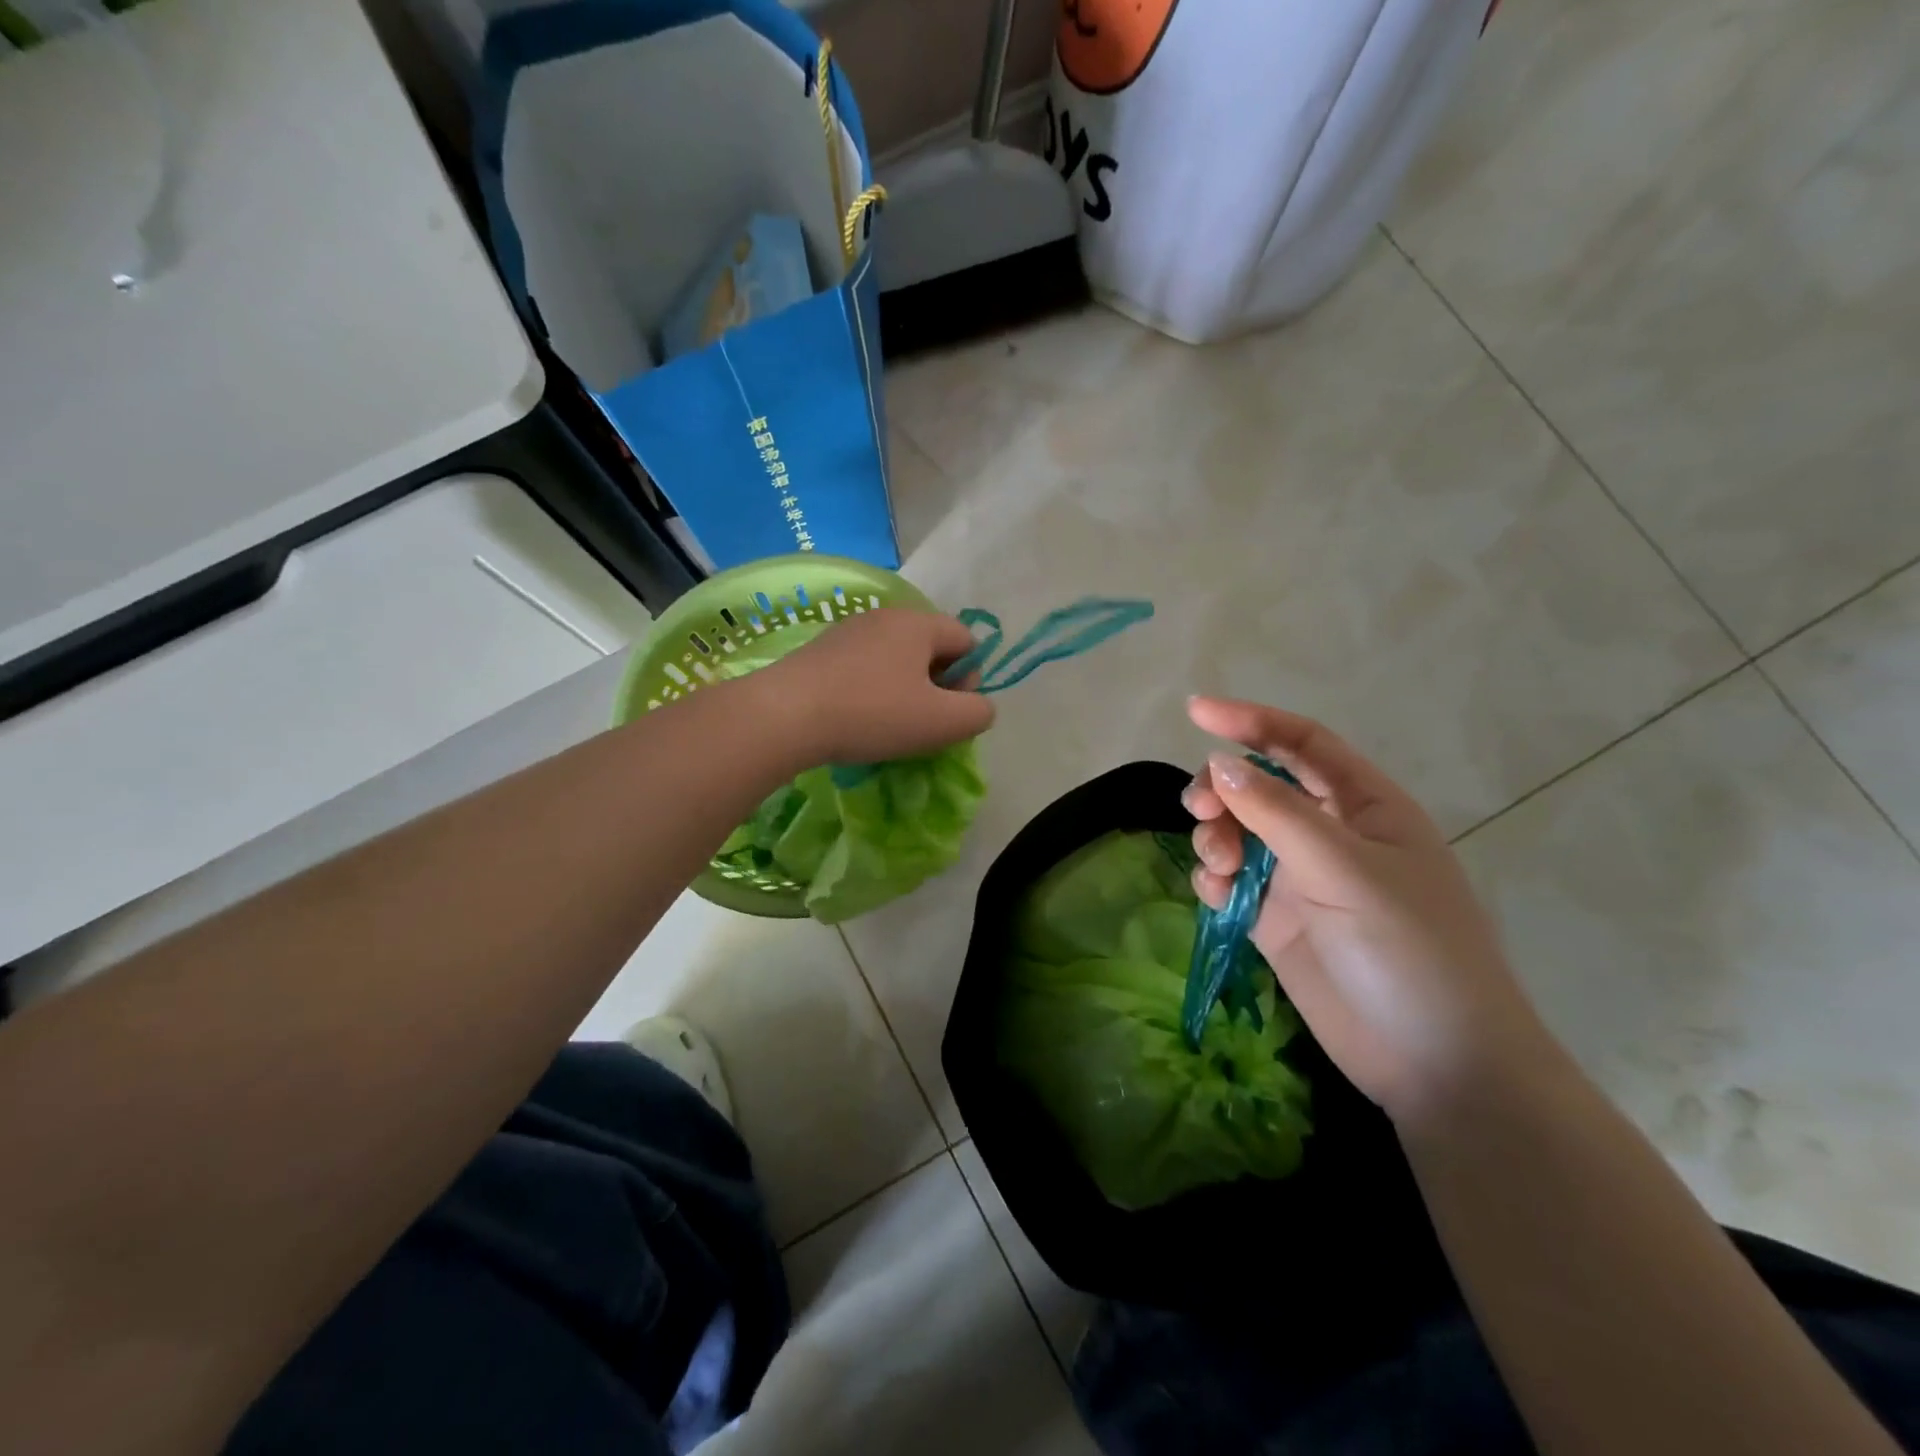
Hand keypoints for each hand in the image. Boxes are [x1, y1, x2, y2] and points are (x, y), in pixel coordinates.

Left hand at [758, 608, 995, 764]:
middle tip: (922, 723)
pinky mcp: (820, 651)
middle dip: (937, 686)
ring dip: (904, 691)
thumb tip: (979, 706)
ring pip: (896, 660)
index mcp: (919, 623)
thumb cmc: (873, 714)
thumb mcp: (942, 722)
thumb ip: (978, 713)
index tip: (949, 711)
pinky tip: (857, 719)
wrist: (785, 715)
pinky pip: (864, 668)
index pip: (967, 640)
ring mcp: (848, 631)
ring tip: (888, 726)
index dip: (970, 678)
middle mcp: (885, 617)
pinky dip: (871, 691)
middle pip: (930, 648)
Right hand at [1184, 697, 1555, 1126]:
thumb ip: (1278, 813)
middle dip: (1223, 790)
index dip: (1250, 721)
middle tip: (1201, 812)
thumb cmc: (1410, 951)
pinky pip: (1232, 880)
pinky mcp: (1278, 920)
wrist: (1436, 1064)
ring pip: (1238, 832)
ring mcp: (1301, 879)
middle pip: (1258, 786)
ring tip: (1218, 866)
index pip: (1302, 743)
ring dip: (1215, 836)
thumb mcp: (1346, 871)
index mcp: (1365, 807)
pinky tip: (1216, 894)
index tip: (1194, 711)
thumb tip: (1218, 764)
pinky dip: (1215, 878)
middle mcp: (1330, 834)